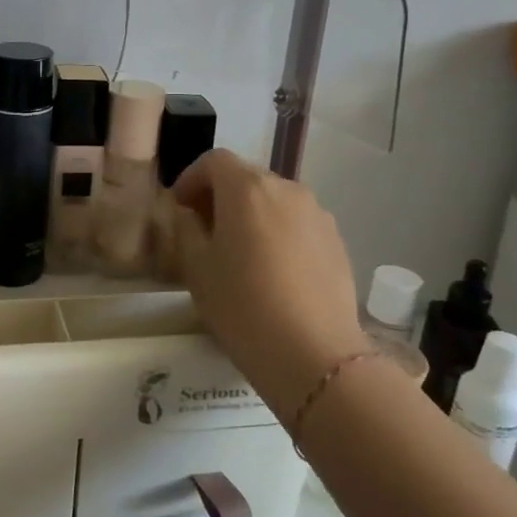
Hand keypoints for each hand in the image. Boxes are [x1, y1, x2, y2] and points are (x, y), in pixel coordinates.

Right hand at [167, 149, 367, 418]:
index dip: (191, 178)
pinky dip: (278, 233)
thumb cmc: (242, 306)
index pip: (214, 161)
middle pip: (246, 177)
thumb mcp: (196, 267)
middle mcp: (286, 189)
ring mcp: (317, 214)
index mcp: (247, 188)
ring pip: (274, 201)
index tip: (179, 207)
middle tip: (204, 229)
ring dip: (252, 214)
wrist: (313, 355)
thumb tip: (192, 215)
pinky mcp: (337, 241)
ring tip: (239, 252)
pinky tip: (271, 271)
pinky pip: (297, 223)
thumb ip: (188, 229)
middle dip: (221, 195)